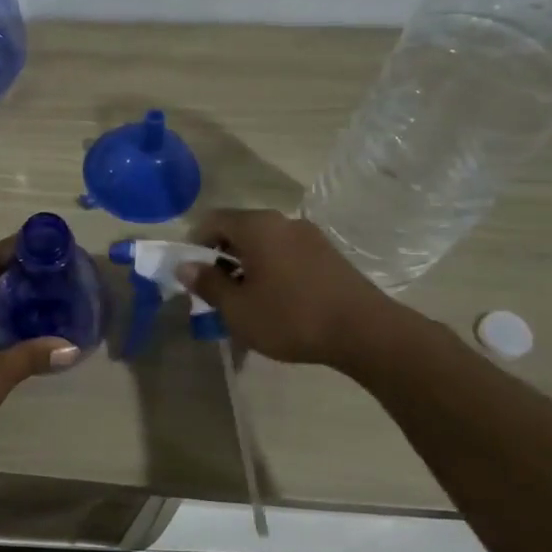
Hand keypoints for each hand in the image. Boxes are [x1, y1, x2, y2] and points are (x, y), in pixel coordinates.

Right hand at [180, 209, 409, 374]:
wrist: (365, 331)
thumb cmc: (290, 317)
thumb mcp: (238, 308)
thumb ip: (208, 284)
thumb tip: (185, 267)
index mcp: (257, 227)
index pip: (213, 220)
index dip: (194, 243)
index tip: (190, 272)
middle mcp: (283, 221)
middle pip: (239, 229)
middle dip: (221, 256)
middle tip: (214, 289)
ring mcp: (309, 236)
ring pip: (264, 242)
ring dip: (247, 264)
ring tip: (245, 299)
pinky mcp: (328, 254)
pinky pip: (286, 253)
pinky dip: (272, 268)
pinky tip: (276, 300)